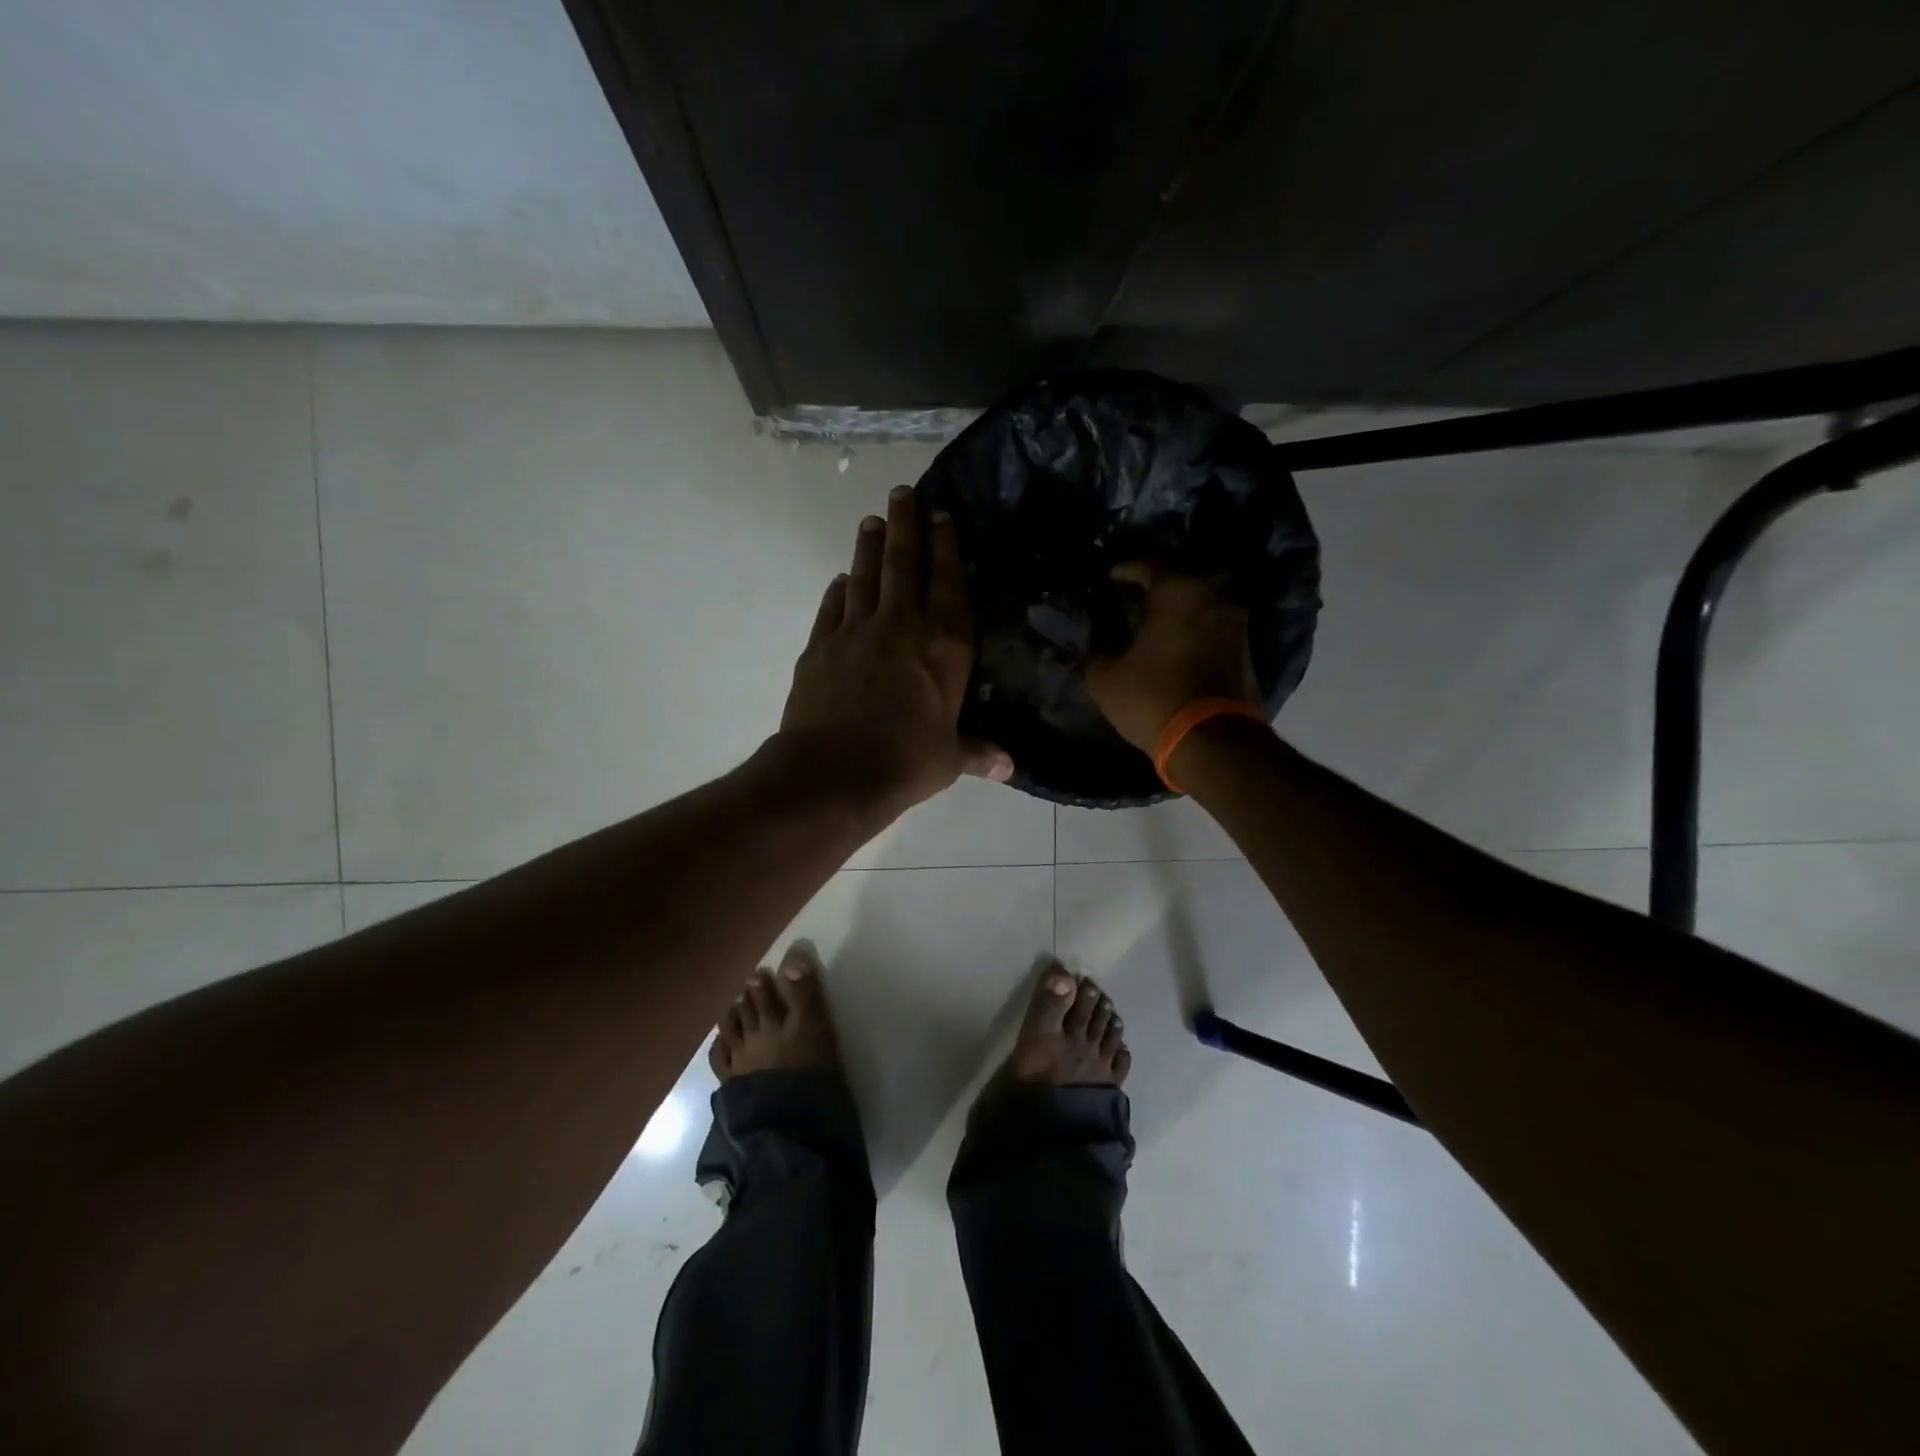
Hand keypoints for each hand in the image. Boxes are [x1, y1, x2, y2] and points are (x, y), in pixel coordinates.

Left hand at [780, 485, 1012, 819]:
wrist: (833, 772)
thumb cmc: (905, 762)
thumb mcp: (949, 760)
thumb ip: (977, 753)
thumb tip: (1009, 767)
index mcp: (944, 647)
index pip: (948, 584)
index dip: (946, 547)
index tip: (942, 516)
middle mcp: (902, 627)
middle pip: (904, 564)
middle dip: (905, 525)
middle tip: (902, 493)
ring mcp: (856, 632)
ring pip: (865, 576)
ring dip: (869, 547)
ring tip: (872, 521)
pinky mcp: (820, 647)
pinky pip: (832, 608)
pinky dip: (839, 591)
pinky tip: (842, 580)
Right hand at [1086, 563, 1260, 753]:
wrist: (1211, 738)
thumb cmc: (1151, 697)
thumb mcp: (1104, 673)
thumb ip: (1099, 639)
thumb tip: (1102, 621)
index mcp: (1177, 589)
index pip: (1148, 562)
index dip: (1126, 568)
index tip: (1111, 577)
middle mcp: (1212, 592)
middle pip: (1180, 576)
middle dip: (1156, 584)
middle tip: (1134, 597)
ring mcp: (1235, 618)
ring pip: (1201, 599)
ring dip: (1179, 606)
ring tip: (1155, 620)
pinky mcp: (1246, 645)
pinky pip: (1213, 622)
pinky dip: (1194, 625)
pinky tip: (1177, 640)